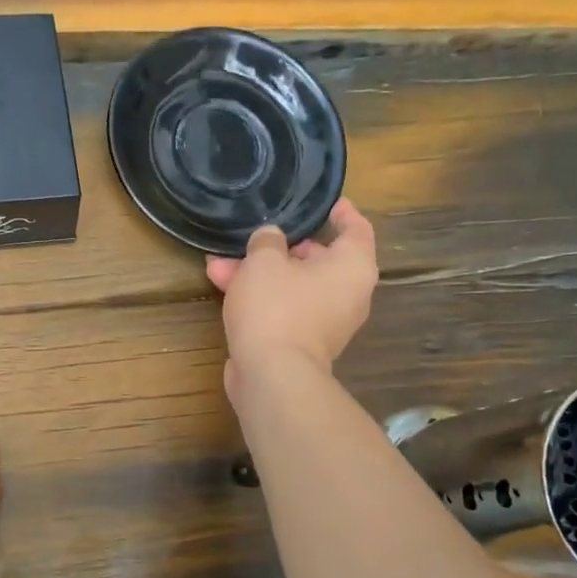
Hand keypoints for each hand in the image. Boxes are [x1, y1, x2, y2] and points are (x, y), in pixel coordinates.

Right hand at [205, 198, 377, 399]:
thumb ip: (267, 240)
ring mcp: (324, 322)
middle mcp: (347, 294)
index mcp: (352, 266)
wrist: (271, 376)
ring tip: (220, 262)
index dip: (340, 211)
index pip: (356, 228)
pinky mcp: (300, 343)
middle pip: (318, 259)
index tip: (323, 201)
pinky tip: (222, 286)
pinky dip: (259, 297)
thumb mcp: (264, 261)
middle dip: (280, 247)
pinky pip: (282, 309)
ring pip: (292, 286)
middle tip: (256, 233)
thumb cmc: (276, 308)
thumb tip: (269, 239)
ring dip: (258, 274)